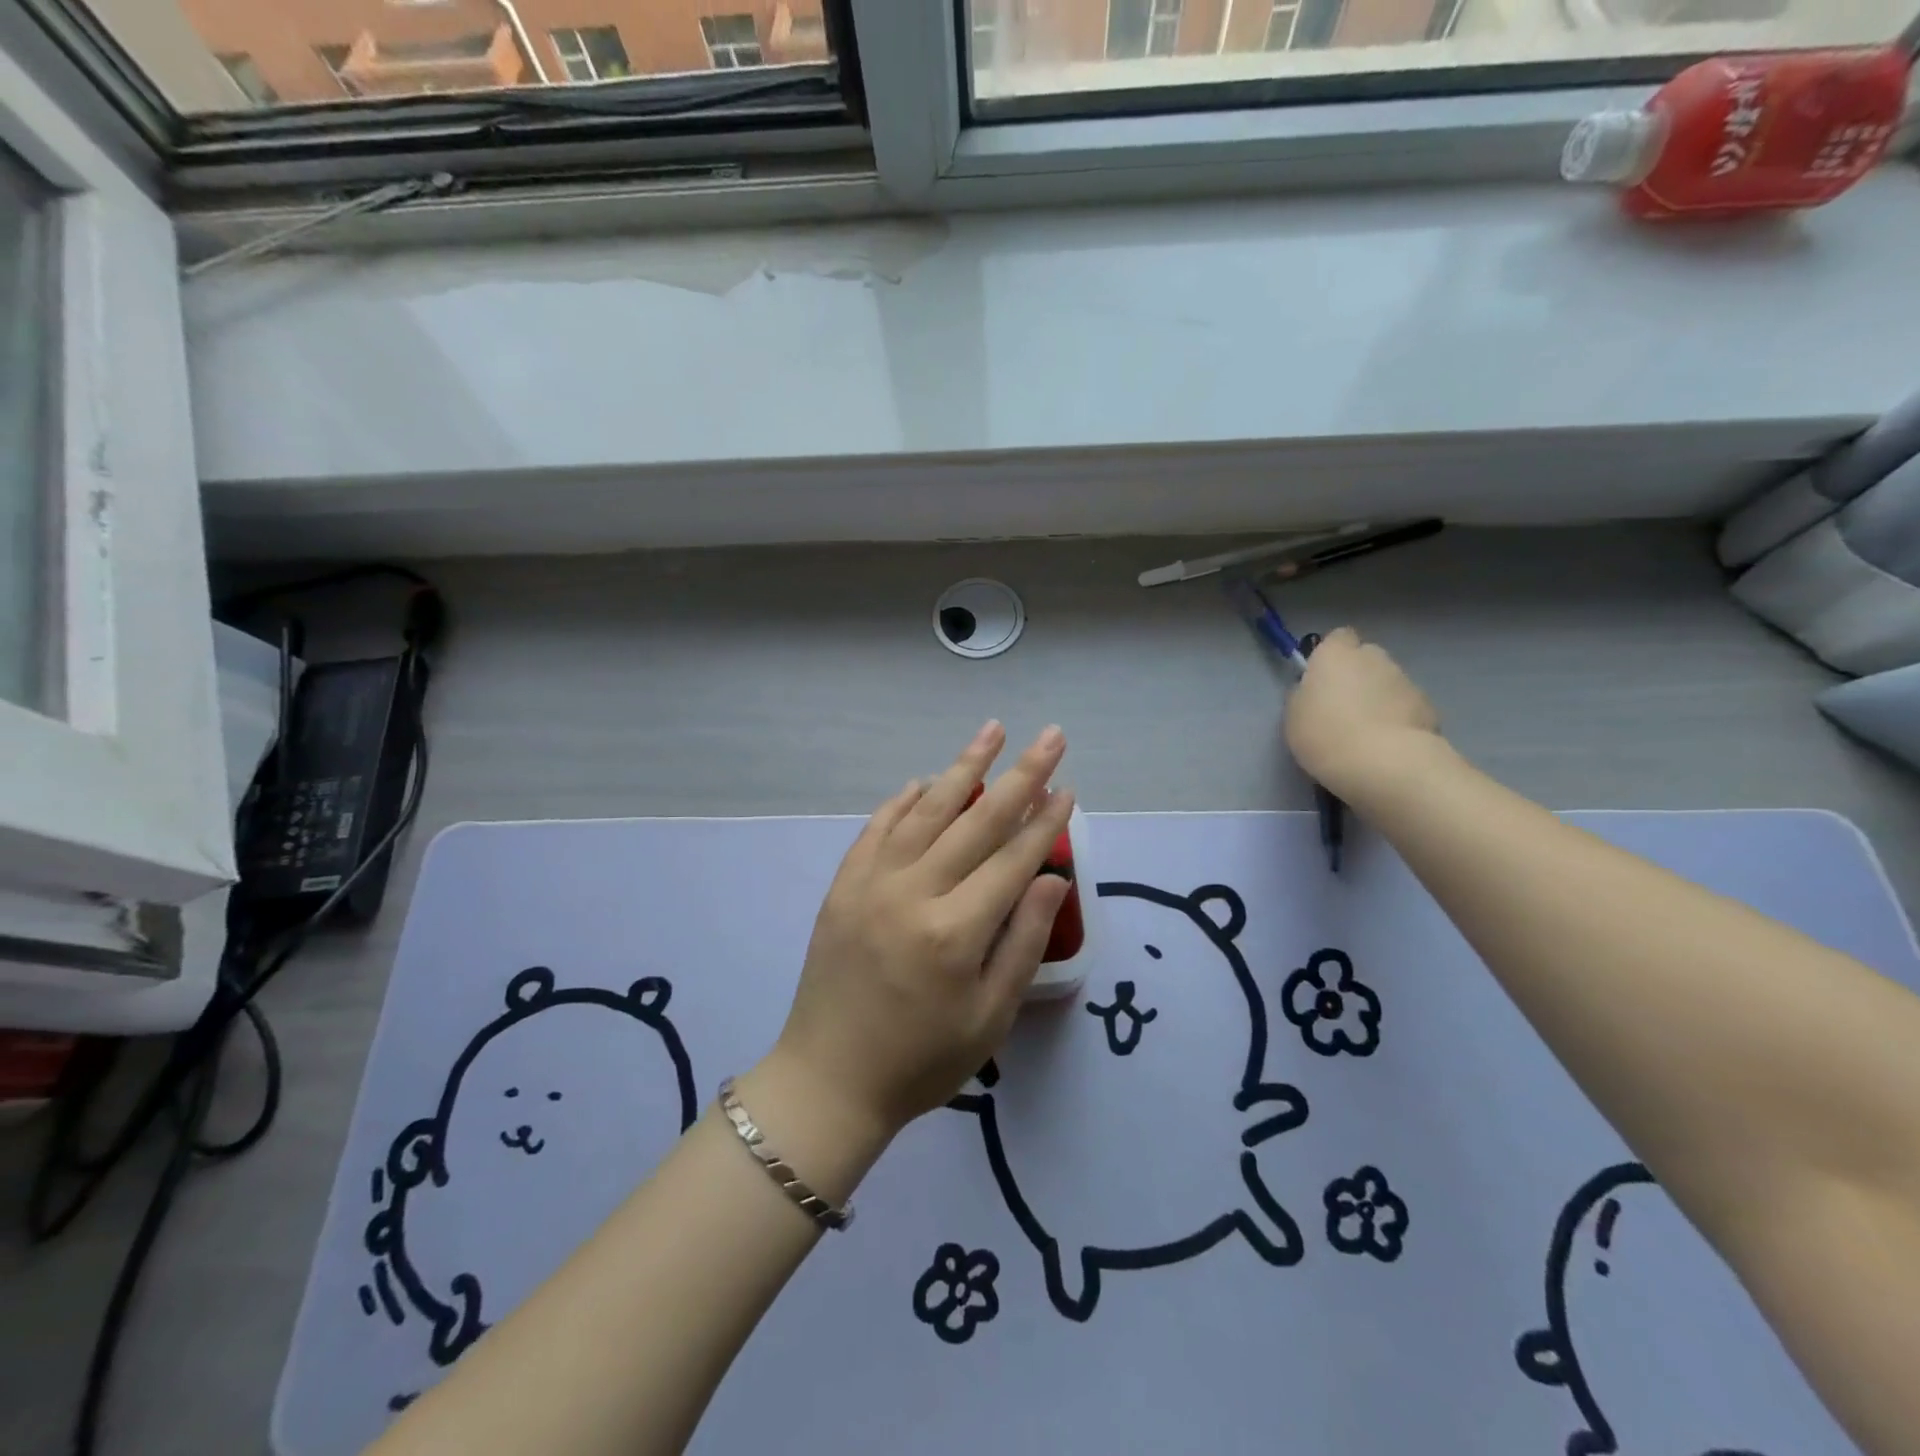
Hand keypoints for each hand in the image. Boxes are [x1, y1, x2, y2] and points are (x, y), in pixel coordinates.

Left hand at [771, 722, 1074, 1138]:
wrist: (828, 1079)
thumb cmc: (921, 1060)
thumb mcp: (989, 1017)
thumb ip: (1022, 942)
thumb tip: (1051, 877)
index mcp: (955, 931)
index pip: (1013, 859)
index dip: (1046, 822)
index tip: (1068, 788)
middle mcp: (914, 893)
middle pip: (977, 821)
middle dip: (1021, 776)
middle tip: (1051, 736)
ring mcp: (872, 883)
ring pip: (926, 811)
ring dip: (963, 767)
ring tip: (992, 730)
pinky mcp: (843, 886)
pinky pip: (877, 829)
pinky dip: (903, 801)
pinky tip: (924, 781)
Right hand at [1286, 628, 1442, 799]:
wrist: (1382, 763)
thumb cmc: (1324, 733)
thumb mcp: (1294, 714)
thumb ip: (1306, 694)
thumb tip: (1317, 691)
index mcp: (1336, 654)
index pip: (1338, 638)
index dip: (1331, 655)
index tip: (1322, 679)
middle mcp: (1374, 657)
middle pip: (1367, 658)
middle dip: (1358, 676)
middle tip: (1343, 708)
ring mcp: (1406, 680)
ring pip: (1389, 683)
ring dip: (1379, 699)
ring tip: (1366, 733)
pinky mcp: (1429, 707)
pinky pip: (1407, 707)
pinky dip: (1399, 719)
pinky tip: (1387, 745)